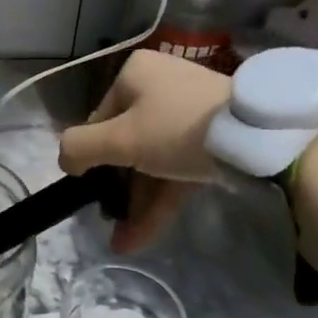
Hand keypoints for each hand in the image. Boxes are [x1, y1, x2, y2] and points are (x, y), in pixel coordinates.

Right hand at [58, 50, 231, 252]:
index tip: (90, 187)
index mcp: (136, 75)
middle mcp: (161, 87)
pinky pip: (176, 170)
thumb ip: (79, 148)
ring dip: (136, 202)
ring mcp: (189, 114)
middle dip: (115, 188)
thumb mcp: (118, 139)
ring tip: (122, 242)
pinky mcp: (212, 141)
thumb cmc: (175, 128)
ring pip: (153, 162)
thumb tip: (64, 160)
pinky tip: (140, 237)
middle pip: (127, 143)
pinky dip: (159, 201)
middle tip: (107, 218)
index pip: (100, 118)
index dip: (92, 155)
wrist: (253, 139)